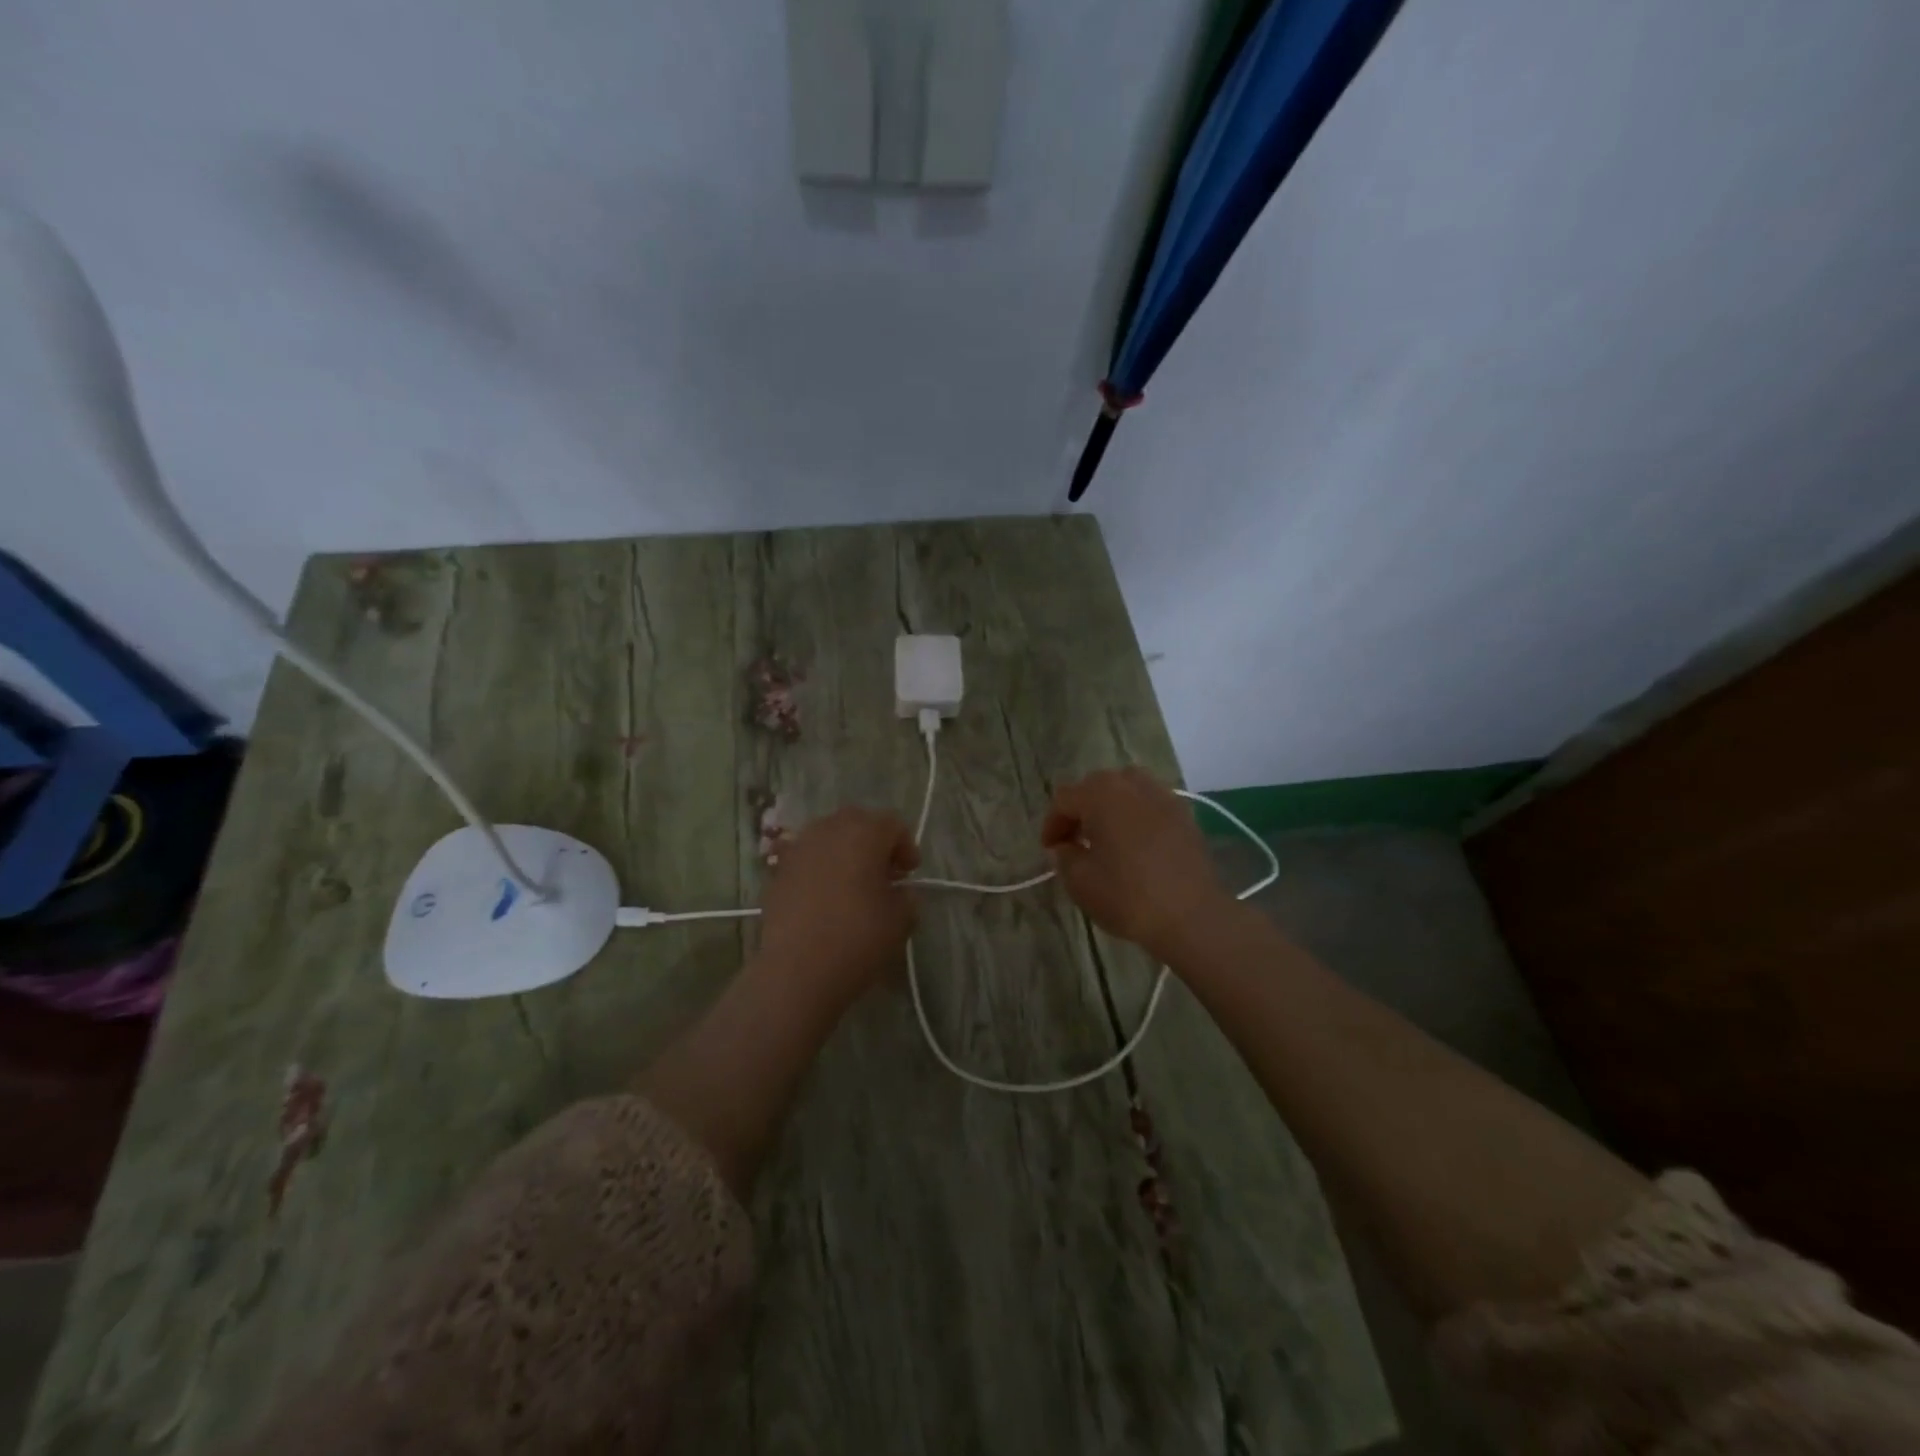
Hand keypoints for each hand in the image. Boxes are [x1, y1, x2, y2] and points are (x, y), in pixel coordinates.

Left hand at [759, 807, 919, 1006]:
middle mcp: (829, 829)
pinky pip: (806, 858)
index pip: (892, 824)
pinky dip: (819, 868)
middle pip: (858, 822)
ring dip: (844, 852)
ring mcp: (798, 848)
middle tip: (884, 873)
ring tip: (853, 884)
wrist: (797, 969)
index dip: (906, 846)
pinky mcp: (777, 871)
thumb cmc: (857, 937)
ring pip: (828, 836)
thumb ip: (907, 897)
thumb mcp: (901, 920)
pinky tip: (824, 897)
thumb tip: (899, 892)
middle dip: (874, 842)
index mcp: (864, 832)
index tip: (909, 873)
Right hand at [1041, 768, 1230, 958]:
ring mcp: (1163, 796)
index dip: (1052, 824)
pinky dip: (1136, 815)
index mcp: (1101, 794)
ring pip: (1126, 790)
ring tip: (1106, 837)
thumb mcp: (1080, 881)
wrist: (1193, 916)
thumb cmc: (1128, 896)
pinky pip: (1150, 804)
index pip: (1064, 799)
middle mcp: (1132, 784)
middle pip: (1095, 786)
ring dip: (1109, 807)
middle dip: (1080, 811)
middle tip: (1073, 840)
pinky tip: (1135, 843)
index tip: (1049, 849)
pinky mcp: (1184, 814)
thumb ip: (1065, 856)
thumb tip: (1067, 845)